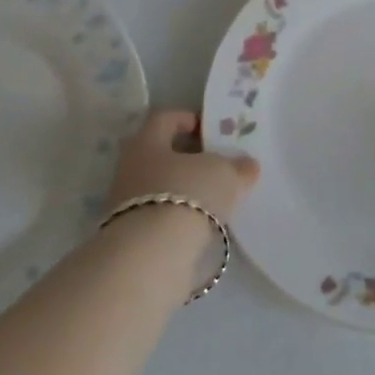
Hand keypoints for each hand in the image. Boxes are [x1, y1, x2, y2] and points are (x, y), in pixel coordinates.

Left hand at [108, 109, 259, 223]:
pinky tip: (202, 223)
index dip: (187, 119)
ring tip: (214, 196)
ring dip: (183, 188)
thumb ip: (238, 167)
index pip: (164, 119)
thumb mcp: (224, 174)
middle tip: (216, 162)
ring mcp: (126, 204)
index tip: (210, 129)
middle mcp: (130, 168)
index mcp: (147, 141)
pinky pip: (160, 215)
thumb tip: (247, 165)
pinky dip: (179, 215)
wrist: (152, 255)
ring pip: (160, 186)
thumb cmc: (187, 194)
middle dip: (187, 157)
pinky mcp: (132, 235)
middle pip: (160, 153)